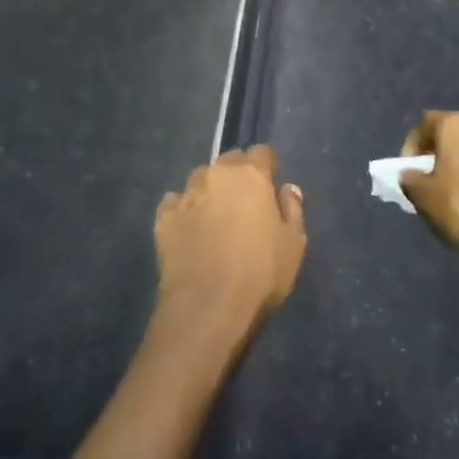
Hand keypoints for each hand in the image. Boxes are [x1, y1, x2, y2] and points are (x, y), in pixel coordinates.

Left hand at [155, 147, 304, 332]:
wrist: (207, 306)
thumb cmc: (260, 273)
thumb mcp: (294, 244)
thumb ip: (292, 209)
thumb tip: (287, 188)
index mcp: (251, 175)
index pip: (261, 153)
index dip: (267, 165)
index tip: (270, 181)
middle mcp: (216, 174)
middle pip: (229, 161)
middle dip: (237, 174)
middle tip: (244, 200)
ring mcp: (186, 193)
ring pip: (200, 179)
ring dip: (210, 190)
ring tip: (214, 215)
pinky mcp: (164, 216)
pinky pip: (175, 202)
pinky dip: (184, 210)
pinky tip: (189, 229)